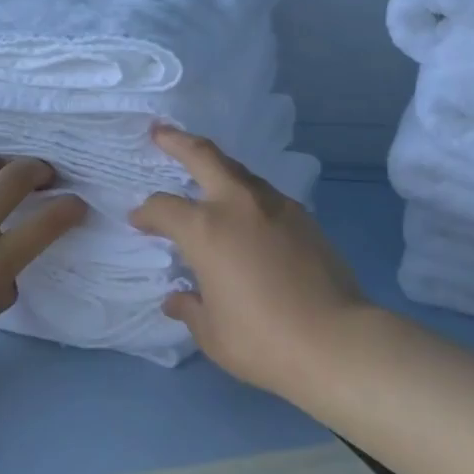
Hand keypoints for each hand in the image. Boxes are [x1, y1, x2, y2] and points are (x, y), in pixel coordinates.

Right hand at [129, 126, 368, 396]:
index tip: (138, 221)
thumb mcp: (213, 333)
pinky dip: (245, 192)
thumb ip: (190, 308)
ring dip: (216, 165)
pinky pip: (263, 194)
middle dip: (177, 141)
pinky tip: (244, 211)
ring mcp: (275, 206)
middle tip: (160, 132)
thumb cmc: (262, 340)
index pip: (164, 208)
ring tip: (203, 171)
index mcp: (206, 229)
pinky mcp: (303, 217)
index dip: (146, 213)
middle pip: (204, 156)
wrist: (336, 341)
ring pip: (238, 170)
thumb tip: (176, 298)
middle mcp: (238, 205)